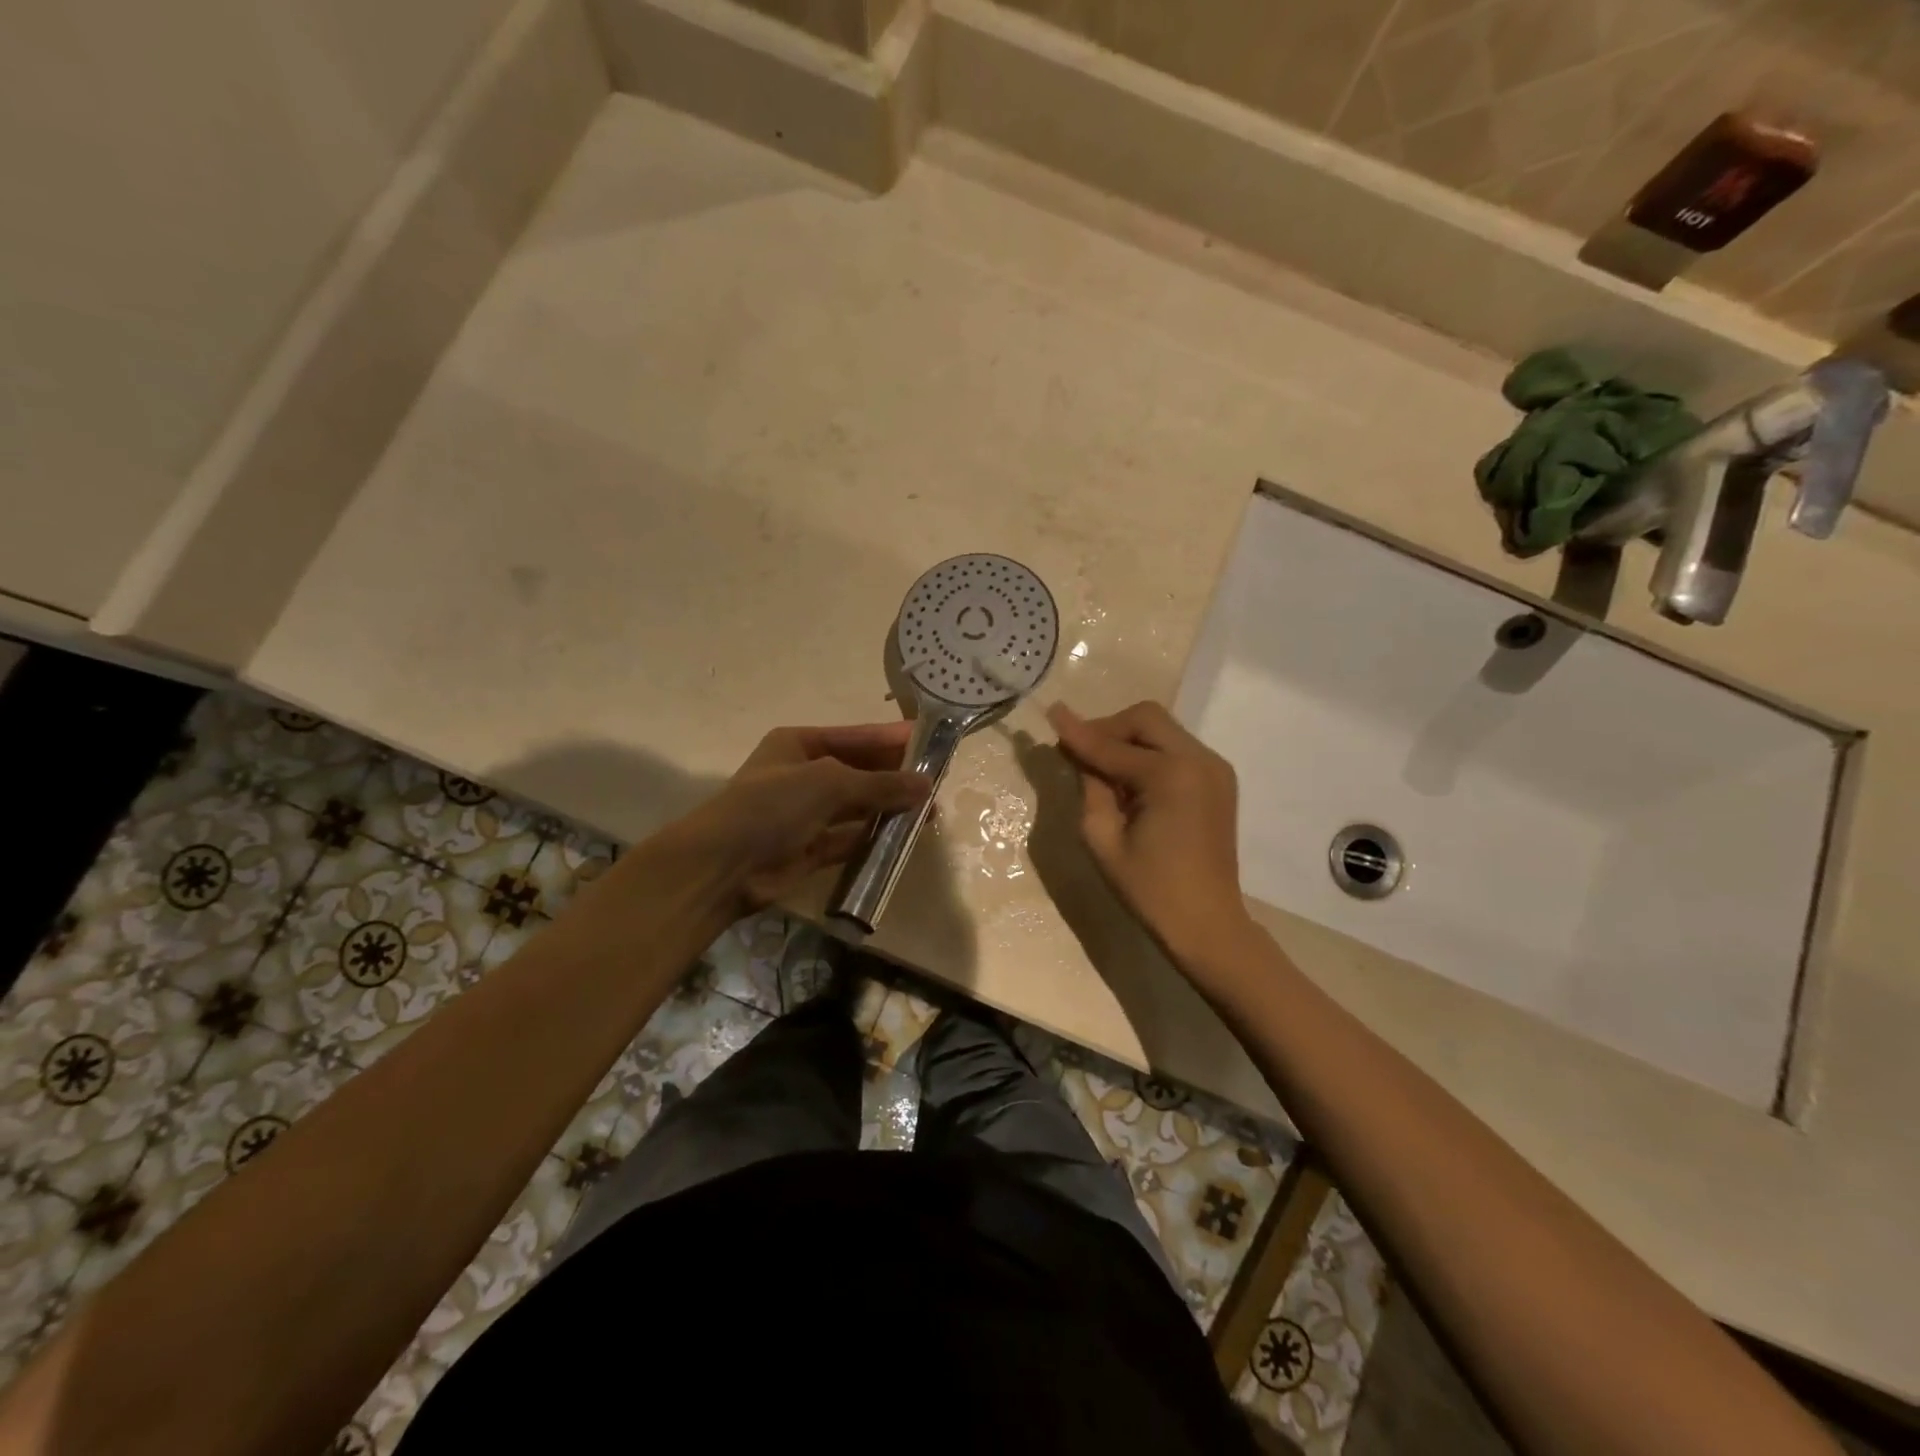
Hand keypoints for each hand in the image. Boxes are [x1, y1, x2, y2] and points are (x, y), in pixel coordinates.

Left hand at [671, 722, 930, 912]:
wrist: (723, 866)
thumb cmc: (773, 806)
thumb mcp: (830, 783)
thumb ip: (880, 784)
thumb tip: (927, 784)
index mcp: (800, 744)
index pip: (858, 736)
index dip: (894, 738)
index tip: (932, 742)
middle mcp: (804, 774)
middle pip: (860, 770)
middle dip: (896, 775)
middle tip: (938, 780)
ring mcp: (806, 813)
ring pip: (858, 806)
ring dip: (889, 808)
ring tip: (931, 810)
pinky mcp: (810, 848)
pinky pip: (850, 838)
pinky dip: (874, 837)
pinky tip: (904, 838)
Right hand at [1047, 701, 1256, 968]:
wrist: (1207, 923)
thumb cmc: (1149, 889)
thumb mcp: (1102, 838)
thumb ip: (1089, 785)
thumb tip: (1077, 751)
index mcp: (1170, 775)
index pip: (1112, 745)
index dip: (1078, 732)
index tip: (1051, 713)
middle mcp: (1199, 759)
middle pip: (1145, 718)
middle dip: (1108, 729)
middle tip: (1081, 754)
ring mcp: (1215, 767)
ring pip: (1162, 729)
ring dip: (1129, 740)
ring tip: (1105, 773)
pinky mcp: (1219, 779)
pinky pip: (1176, 748)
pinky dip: (1149, 753)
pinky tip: (1132, 784)